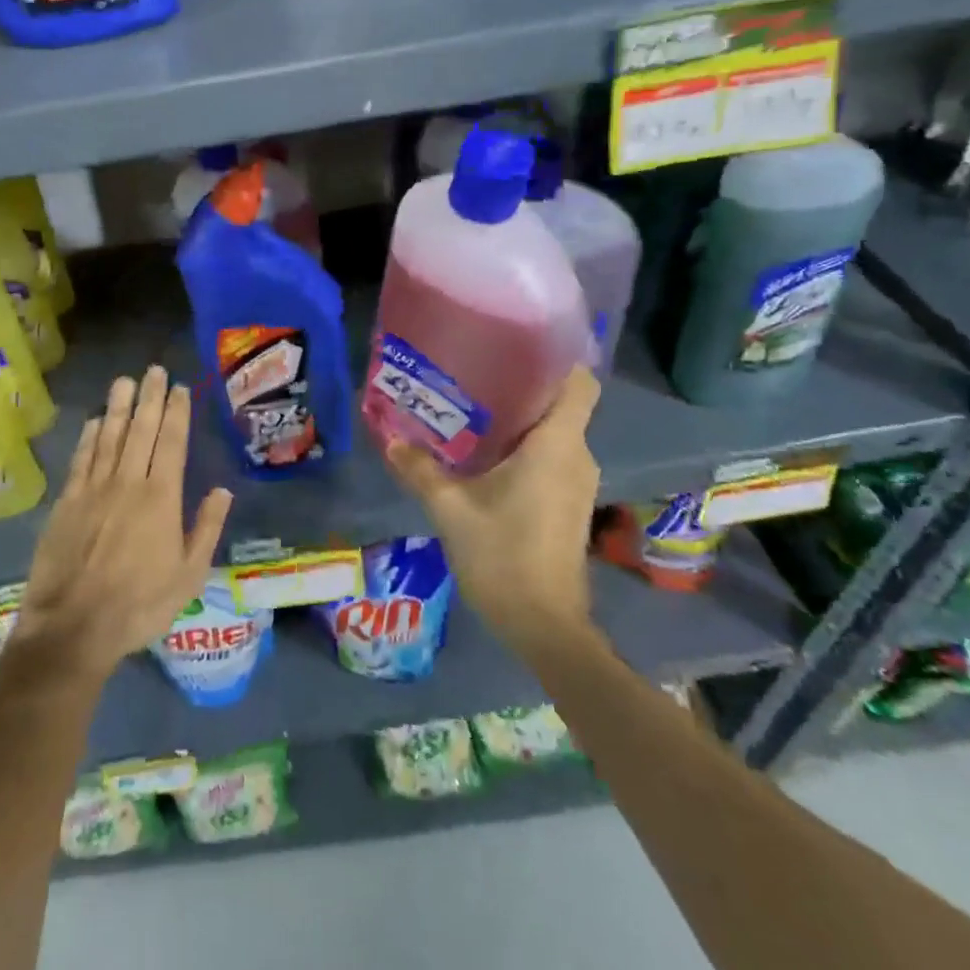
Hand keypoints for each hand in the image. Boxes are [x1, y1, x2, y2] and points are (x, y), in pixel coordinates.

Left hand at [13, 367, 232, 683]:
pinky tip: (94, 421)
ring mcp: (93, 489)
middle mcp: (128, 482)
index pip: (172, 442)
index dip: (176, 412)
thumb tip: (223, 490)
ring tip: (124, 380)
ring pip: (108, 436)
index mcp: (161, 498)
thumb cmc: (139, 605)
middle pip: (141, 429)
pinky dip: (88, 436)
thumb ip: (206, 529)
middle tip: (153, 370)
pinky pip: (81, 458)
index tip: (179, 387)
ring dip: (118, 406)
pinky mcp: (67, 501)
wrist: (73, 626)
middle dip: (149, 397)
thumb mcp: (188, 576)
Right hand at [384, 366, 601, 652]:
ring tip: (471, 407)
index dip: (557, 358)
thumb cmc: (503, 555)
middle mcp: (576, 456)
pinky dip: (523, 446)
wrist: (544, 625)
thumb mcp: (450, 508)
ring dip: (519, 419)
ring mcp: (576, 482)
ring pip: (554, 431)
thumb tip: (390, 438)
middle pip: (560, 403)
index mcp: (557, 445)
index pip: (579, 383)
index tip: (517, 344)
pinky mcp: (568, 502)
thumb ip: (420, 469)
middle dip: (521, 385)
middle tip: (473, 372)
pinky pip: (550, 456)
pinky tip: (484, 452)